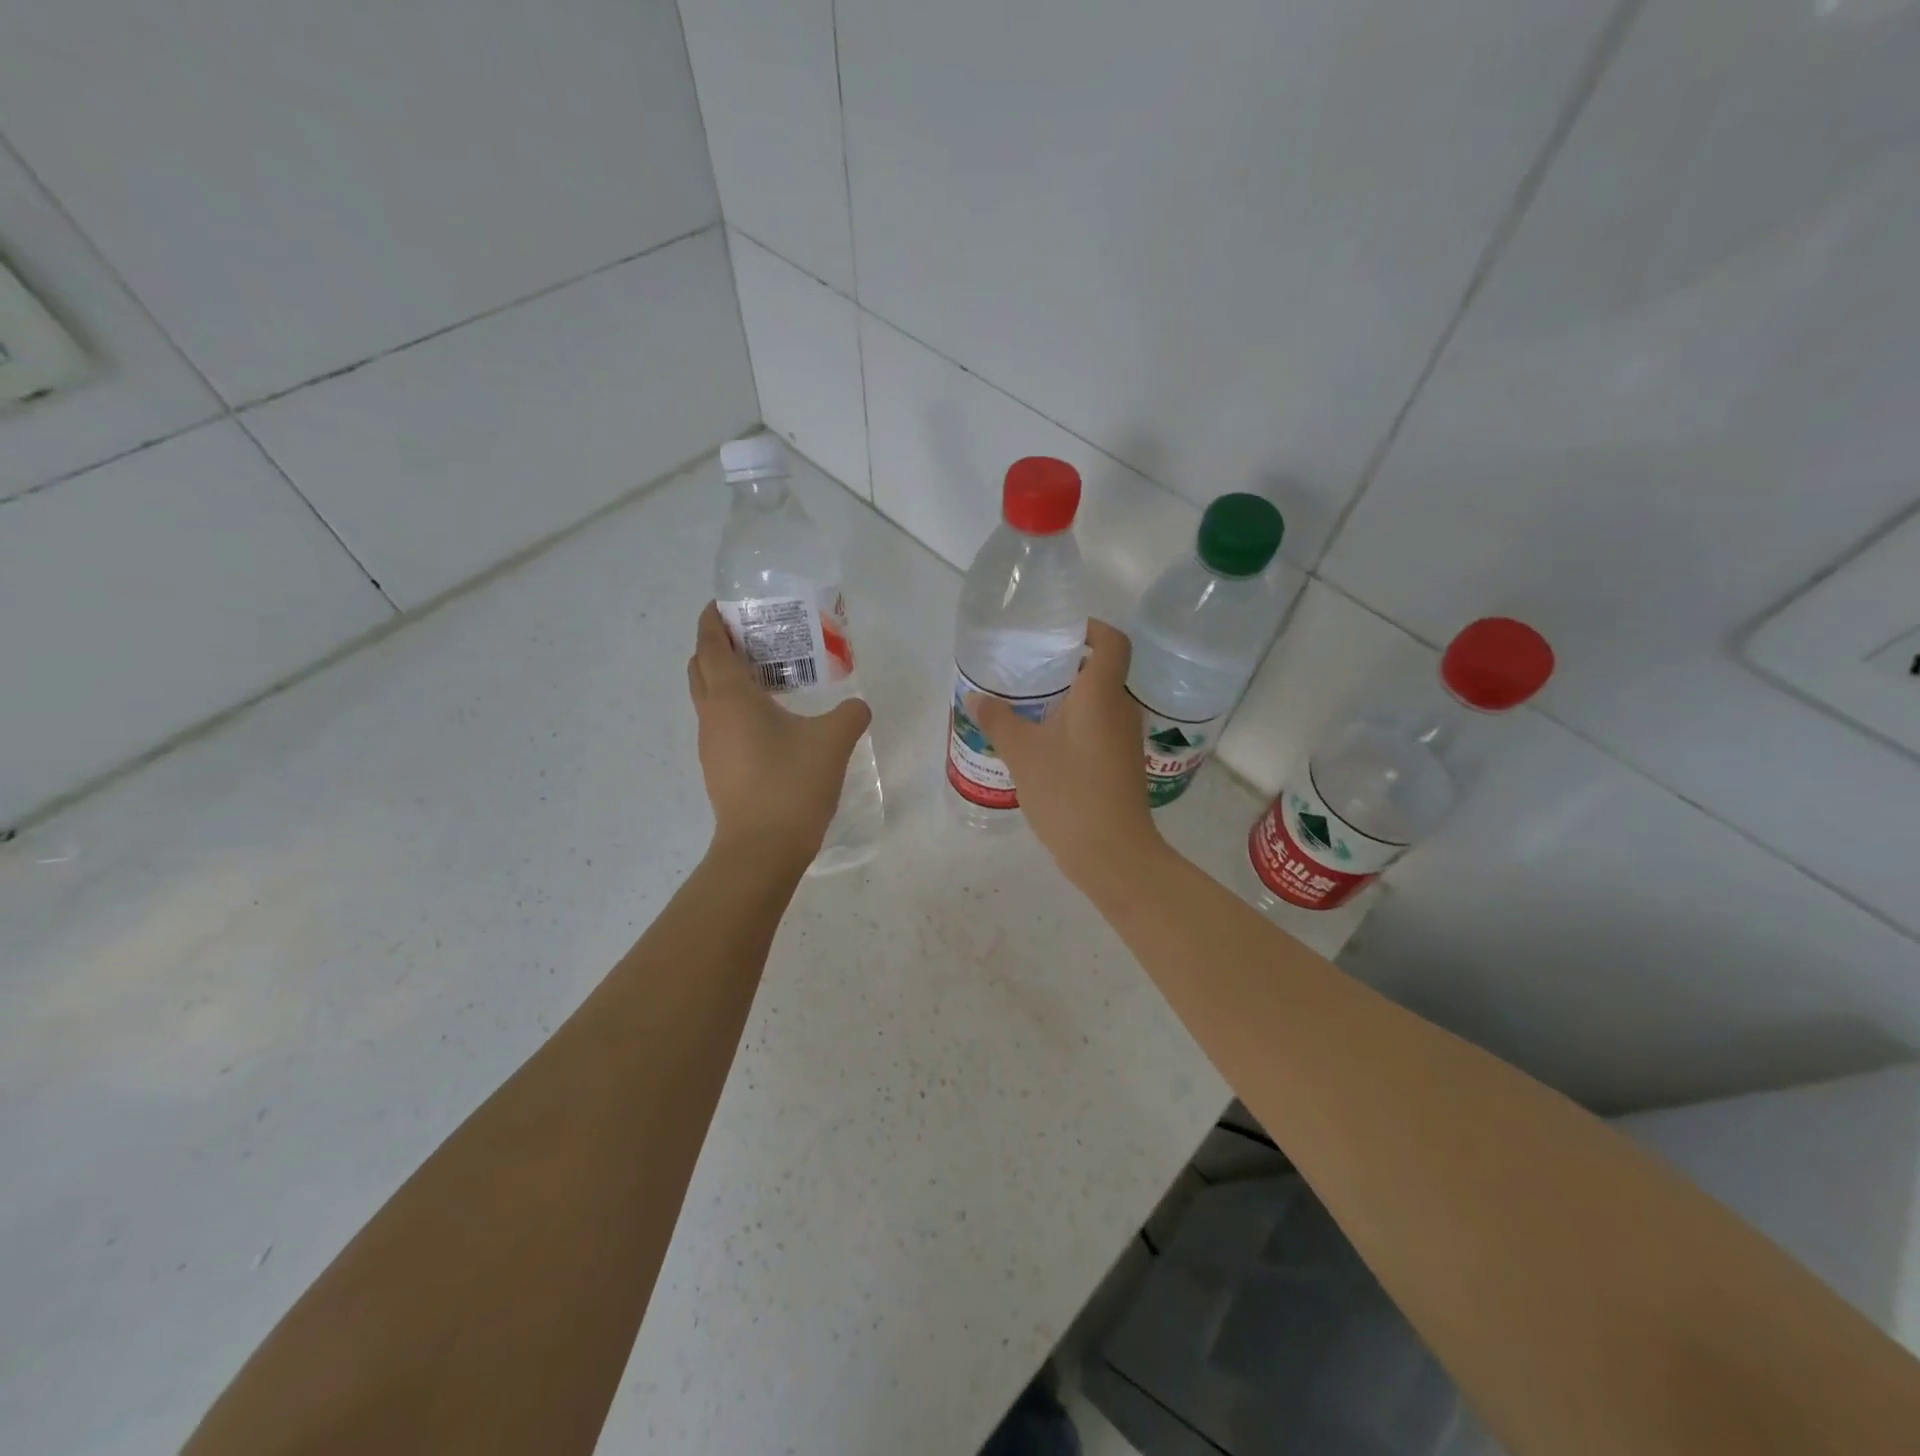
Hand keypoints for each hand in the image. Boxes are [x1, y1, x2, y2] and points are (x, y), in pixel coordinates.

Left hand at [688, 602, 871, 863]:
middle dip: (716, 647)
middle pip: (700, 669)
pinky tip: (769, 722)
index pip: (710, 646)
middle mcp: (712, 715)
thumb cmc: (791, 784)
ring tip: (764, 677)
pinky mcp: (718, 770)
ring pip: (708, 699)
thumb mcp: (832, 742)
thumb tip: (858, 707)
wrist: (762, 849)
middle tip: (750, 638)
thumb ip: (850, 715)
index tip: (721, 605)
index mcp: (731, 697)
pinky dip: (734, 710)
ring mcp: (710, 746)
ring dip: (725, 680)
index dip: (711, 621)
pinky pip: (720, 724)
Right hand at [964, 619, 1164, 894]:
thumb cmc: (1069, 792)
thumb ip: (998, 720)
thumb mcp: (1023, 753)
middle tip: (1030, 667)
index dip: (1092, 629)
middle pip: (1104, 671)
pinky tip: (1044, 743)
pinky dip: (1075, 725)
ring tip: (1030, 704)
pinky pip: (1099, 729)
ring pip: (1100, 703)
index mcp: (1102, 695)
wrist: (1112, 853)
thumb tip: (974, 697)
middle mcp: (1121, 710)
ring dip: (1070, 698)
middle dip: (1070, 664)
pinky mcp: (1122, 765)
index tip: (1061, 631)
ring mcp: (1125, 740)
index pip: (1112, 642)